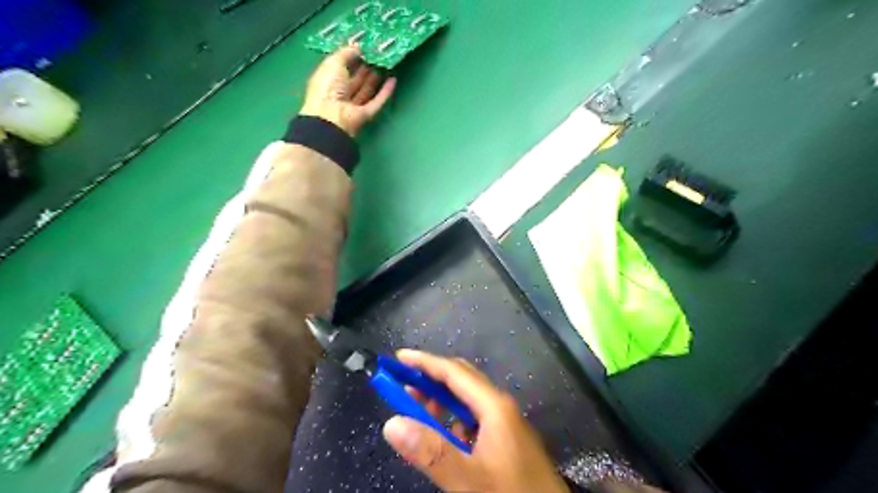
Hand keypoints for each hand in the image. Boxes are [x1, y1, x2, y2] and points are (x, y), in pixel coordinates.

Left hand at [303, 44, 398, 136]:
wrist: (332, 117)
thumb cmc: (327, 87)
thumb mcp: (333, 63)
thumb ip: (346, 53)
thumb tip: (357, 47)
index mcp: (328, 81)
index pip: (341, 68)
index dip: (351, 59)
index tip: (363, 49)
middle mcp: (340, 94)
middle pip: (355, 80)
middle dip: (365, 69)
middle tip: (377, 55)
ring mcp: (354, 106)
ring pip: (366, 91)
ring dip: (376, 79)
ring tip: (386, 64)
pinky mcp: (366, 115)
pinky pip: (377, 102)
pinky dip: (385, 92)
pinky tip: (393, 80)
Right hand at [380, 349, 572, 492]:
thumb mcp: (468, 479)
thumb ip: (430, 452)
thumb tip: (391, 424)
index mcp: (494, 406)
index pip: (454, 372)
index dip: (425, 362)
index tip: (399, 358)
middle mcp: (501, 407)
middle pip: (461, 381)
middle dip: (431, 379)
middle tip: (403, 385)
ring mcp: (506, 423)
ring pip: (467, 401)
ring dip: (441, 401)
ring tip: (417, 410)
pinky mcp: (507, 440)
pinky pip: (474, 419)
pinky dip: (453, 420)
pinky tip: (445, 438)